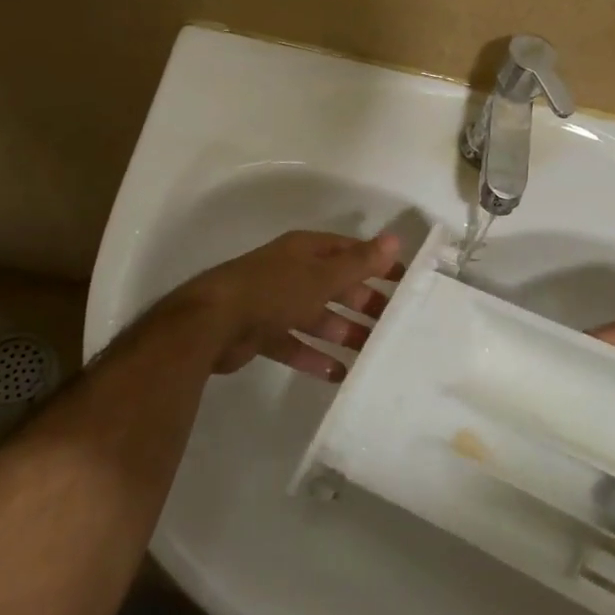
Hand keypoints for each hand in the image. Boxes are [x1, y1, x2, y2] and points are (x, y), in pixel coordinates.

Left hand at [161, 230, 401, 377]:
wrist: (211, 324)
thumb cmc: (274, 291)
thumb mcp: (322, 276)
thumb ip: (359, 263)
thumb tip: (395, 239)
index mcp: (305, 251)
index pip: (349, 251)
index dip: (376, 263)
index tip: (404, 281)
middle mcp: (291, 272)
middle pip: (334, 285)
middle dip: (362, 303)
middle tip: (392, 323)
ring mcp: (274, 303)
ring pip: (317, 316)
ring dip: (343, 332)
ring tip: (370, 352)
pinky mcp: (261, 332)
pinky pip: (295, 343)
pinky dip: (315, 357)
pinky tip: (338, 374)